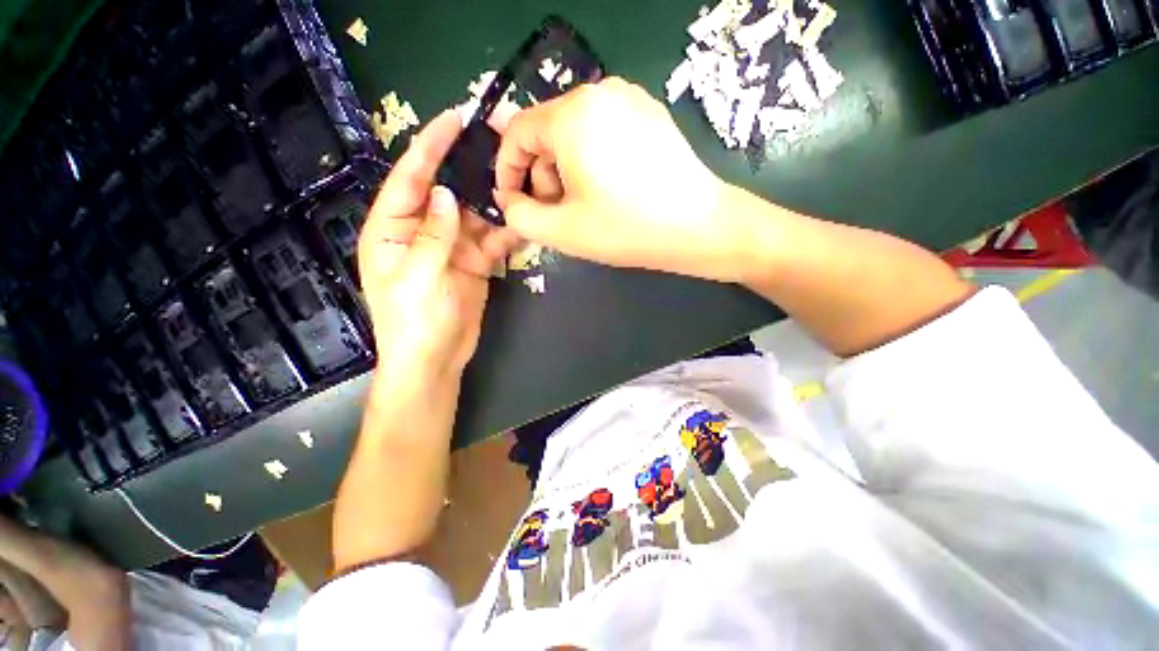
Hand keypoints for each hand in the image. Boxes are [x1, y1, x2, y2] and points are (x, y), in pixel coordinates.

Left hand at [358, 109, 517, 379]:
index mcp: (393, 230)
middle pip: (446, 191)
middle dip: (467, 168)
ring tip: (517, 177)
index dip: (429, 147)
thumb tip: (448, 195)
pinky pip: (491, 240)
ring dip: (493, 201)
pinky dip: (506, 232)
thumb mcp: (417, 277)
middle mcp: (422, 232)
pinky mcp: (474, 263)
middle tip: (495, 142)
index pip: (410, 179)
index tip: (452, 119)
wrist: (435, 360)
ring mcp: (451, 247)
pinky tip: (523, 220)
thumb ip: (433, 234)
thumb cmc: (413, 323)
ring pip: (474, 215)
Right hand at [493, 77, 753, 282]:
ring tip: (583, 207)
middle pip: (547, 133)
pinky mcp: (650, 116)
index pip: (517, 133)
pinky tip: (608, 192)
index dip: (507, 171)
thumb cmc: (626, 228)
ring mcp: (630, 101)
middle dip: (541, 176)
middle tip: (555, 213)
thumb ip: (518, 216)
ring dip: (566, 172)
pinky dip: (592, 162)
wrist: (700, 227)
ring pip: (575, 134)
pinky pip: (603, 134)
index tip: (512, 204)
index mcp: (572, 114)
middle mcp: (600, 93)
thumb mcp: (561, 230)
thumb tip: (509, 200)